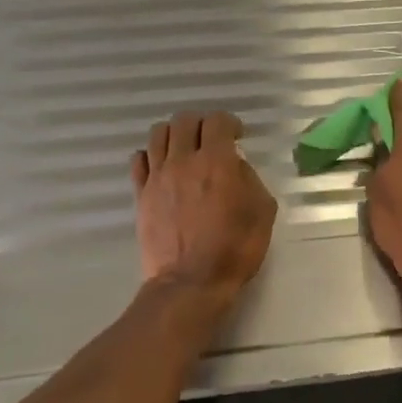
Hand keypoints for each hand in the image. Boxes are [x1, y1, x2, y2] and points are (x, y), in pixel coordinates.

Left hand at [132, 110, 277, 304]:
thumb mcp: (262, 213)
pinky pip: (139, 160)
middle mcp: (183, 160)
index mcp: (217, 162)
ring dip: (175, 134)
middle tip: (212, 139)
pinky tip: (162, 167)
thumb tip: (236, 166)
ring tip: (184, 148)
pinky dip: (151, 155)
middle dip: (202, 123)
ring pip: (158, 133)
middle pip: (185, 120)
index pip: (218, 121)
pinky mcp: (141, 194)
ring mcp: (158, 176)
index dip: (230, 123)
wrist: (191, 281)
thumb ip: (250, 180)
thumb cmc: (234, 249)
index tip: (237, 135)